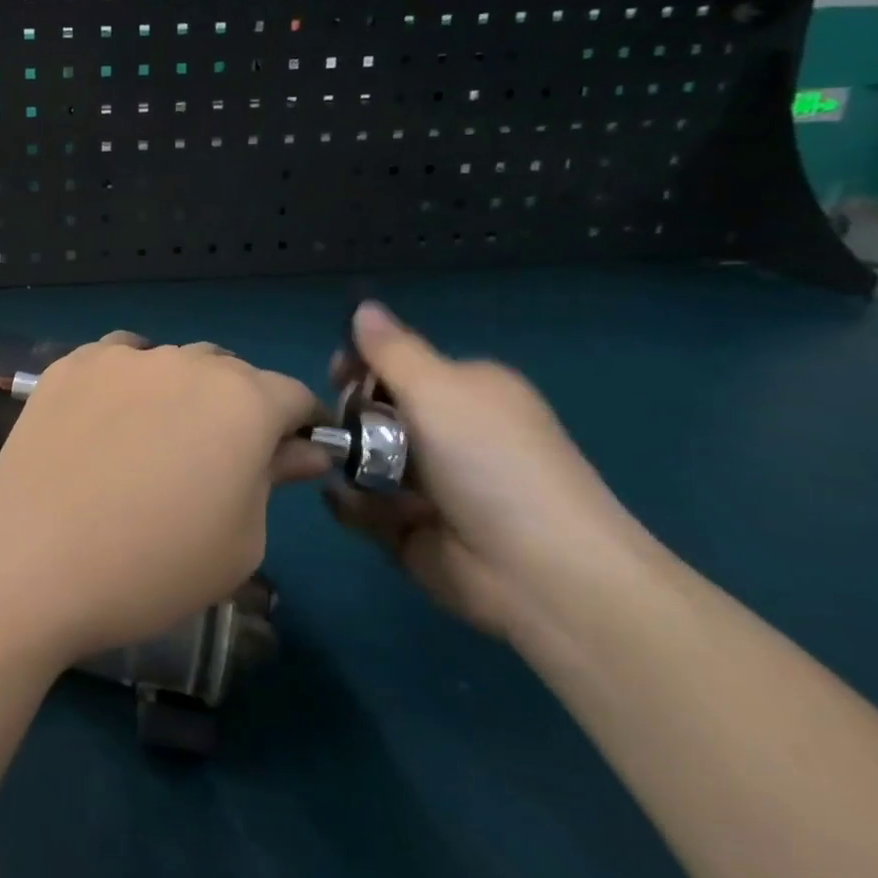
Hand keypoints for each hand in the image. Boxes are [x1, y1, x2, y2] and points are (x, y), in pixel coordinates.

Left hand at [0, 335, 330, 666]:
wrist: (31, 560)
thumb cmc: (151, 567)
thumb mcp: (239, 542)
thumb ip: (273, 480)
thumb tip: (300, 450)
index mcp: (241, 401)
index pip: (292, 395)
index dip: (299, 426)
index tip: (291, 456)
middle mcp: (184, 362)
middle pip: (230, 373)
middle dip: (239, 407)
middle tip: (218, 458)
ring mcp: (120, 357)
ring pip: (171, 360)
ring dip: (181, 390)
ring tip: (157, 438)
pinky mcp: (70, 364)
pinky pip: (116, 360)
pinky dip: (127, 382)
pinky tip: (107, 421)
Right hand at [327, 303, 647, 638]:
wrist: (539, 572)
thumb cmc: (489, 461)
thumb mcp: (438, 389)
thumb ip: (391, 350)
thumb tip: (364, 306)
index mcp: (466, 392)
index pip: (399, 365)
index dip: (363, 364)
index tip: (338, 372)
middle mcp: (449, 434)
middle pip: (375, 411)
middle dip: (351, 416)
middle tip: (346, 429)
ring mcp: (429, 485)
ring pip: (363, 459)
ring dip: (348, 462)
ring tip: (347, 473)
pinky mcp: (411, 529)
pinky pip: (362, 507)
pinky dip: (352, 505)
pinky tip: (353, 504)